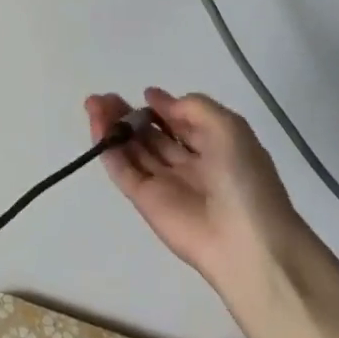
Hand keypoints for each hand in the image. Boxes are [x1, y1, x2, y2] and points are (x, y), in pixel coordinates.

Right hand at [85, 88, 306, 305]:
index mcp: (216, 149)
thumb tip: (160, 101)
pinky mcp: (144, 201)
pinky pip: (122, 170)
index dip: (164, 108)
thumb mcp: (229, 129)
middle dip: (131, 115)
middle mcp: (189, 165)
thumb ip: (194, 108)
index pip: (183, 124)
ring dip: (114, 126)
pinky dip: (108, 148)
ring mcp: (165, 184)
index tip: (146, 94)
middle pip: (152, 136)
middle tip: (105, 97)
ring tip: (93, 103)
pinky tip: (97, 126)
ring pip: (134, 150)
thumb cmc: (244, 179)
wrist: (245, 243)